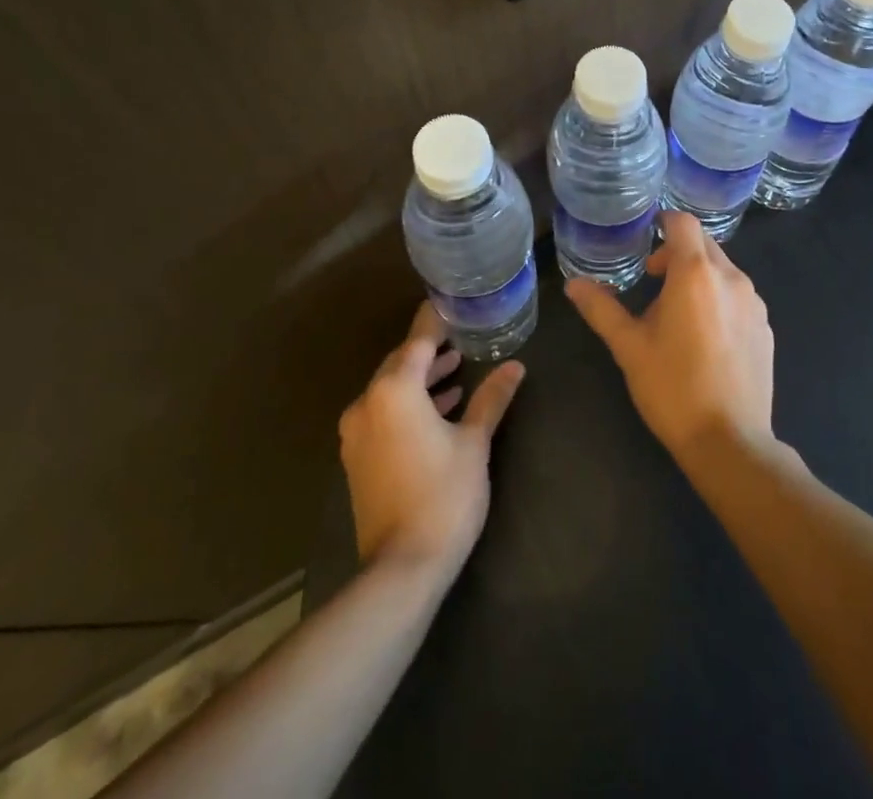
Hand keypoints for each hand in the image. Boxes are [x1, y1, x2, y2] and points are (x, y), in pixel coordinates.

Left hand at [339, 303, 525, 579]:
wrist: (401, 568)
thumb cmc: (443, 496)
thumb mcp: (474, 443)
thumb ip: (491, 399)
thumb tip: (515, 366)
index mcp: (394, 391)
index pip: (418, 341)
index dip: (436, 321)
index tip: (453, 303)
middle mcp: (367, 404)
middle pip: (400, 364)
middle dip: (430, 351)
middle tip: (462, 339)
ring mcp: (357, 433)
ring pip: (390, 390)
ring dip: (421, 379)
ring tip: (456, 373)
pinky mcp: (357, 458)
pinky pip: (383, 414)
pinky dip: (408, 405)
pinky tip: (438, 410)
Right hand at [565, 211, 774, 465]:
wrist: (729, 442)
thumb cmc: (672, 387)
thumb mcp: (629, 347)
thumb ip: (601, 308)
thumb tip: (574, 284)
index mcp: (696, 274)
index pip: (683, 222)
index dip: (664, 221)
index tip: (646, 236)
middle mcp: (731, 278)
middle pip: (704, 244)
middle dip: (678, 251)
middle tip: (653, 278)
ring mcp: (754, 303)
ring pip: (723, 270)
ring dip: (699, 276)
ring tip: (676, 312)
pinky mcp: (766, 327)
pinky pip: (739, 296)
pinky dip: (719, 299)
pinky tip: (705, 337)